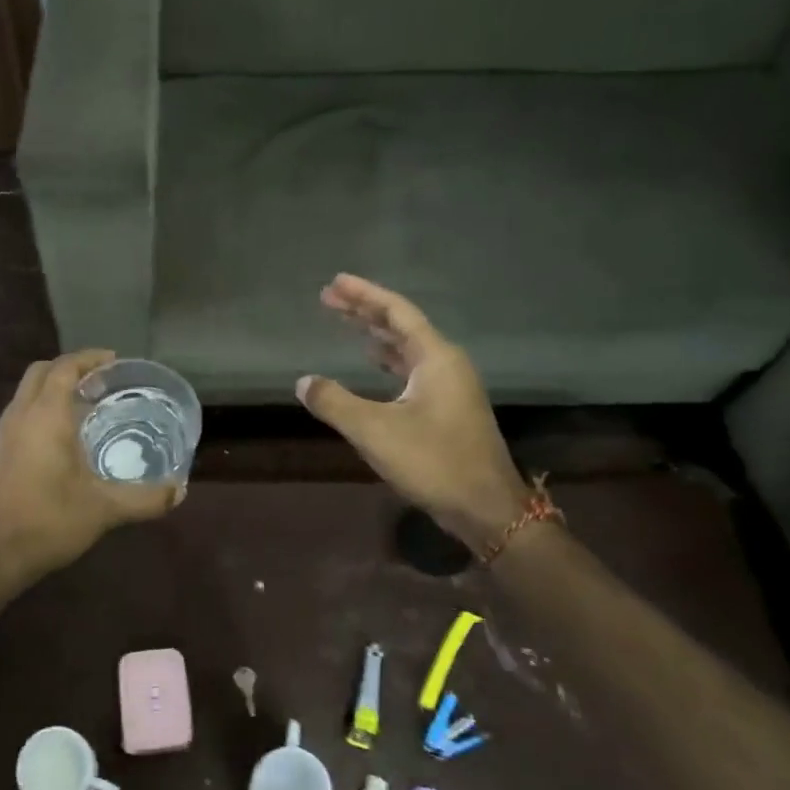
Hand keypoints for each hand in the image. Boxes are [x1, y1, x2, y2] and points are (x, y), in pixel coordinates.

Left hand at [0, 350, 182, 584]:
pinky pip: (24, 411)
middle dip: (70, 368)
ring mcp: (6, 434)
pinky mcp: (1, 452)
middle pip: (42, 372)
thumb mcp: (104, 509)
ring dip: (55, 387)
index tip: (115, 360)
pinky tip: (67, 435)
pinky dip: (44, 407)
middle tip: (102, 380)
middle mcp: (22, 415)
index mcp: (46, 416)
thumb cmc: (49, 521)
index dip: (89, 358)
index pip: (64, 368)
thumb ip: (145, 498)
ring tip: (88, 403)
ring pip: (29, 392)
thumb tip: (179, 491)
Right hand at [296, 274, 530, 547]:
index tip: (335, 282)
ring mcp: (450, 386)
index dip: (364, 294)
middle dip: (365, 310)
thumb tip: (303, 382)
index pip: (396, 312)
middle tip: (329, 298)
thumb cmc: (433, 461)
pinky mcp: (447, 408)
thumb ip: (335, 402)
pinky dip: (387, 360)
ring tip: (345, 323)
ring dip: (375, 334)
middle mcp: (446, 364)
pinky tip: (371, 363)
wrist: (485, 508)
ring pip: (407, 348)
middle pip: (401, 326)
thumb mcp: (374, 431)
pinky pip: (411, 368)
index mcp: (435, 358)